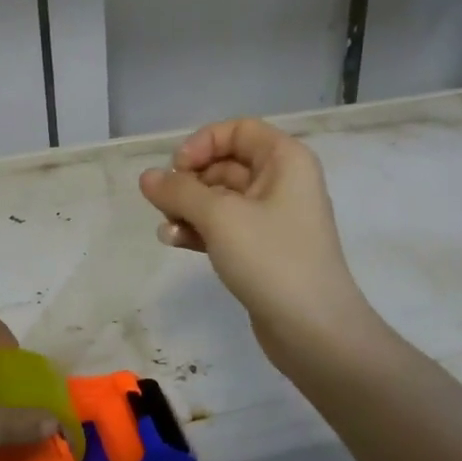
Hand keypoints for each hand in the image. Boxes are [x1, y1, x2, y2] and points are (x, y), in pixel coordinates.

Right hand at [139, 119, 371, 359]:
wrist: (314, 330)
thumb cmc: (271, 258)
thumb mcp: (220, 217)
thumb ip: (179, 192)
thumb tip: (147, 177)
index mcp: (285, 160)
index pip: (238, 130)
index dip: (203, 143)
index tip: (177, 169)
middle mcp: (283, 182)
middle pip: (226, 163)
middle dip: (190, 181)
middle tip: (164, 204)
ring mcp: (274, 218)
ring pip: (221, 198)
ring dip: (189, 208)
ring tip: (166, 229)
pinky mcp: (264, 249)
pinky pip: (226, 227)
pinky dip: (200, 230)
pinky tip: (175, 243)